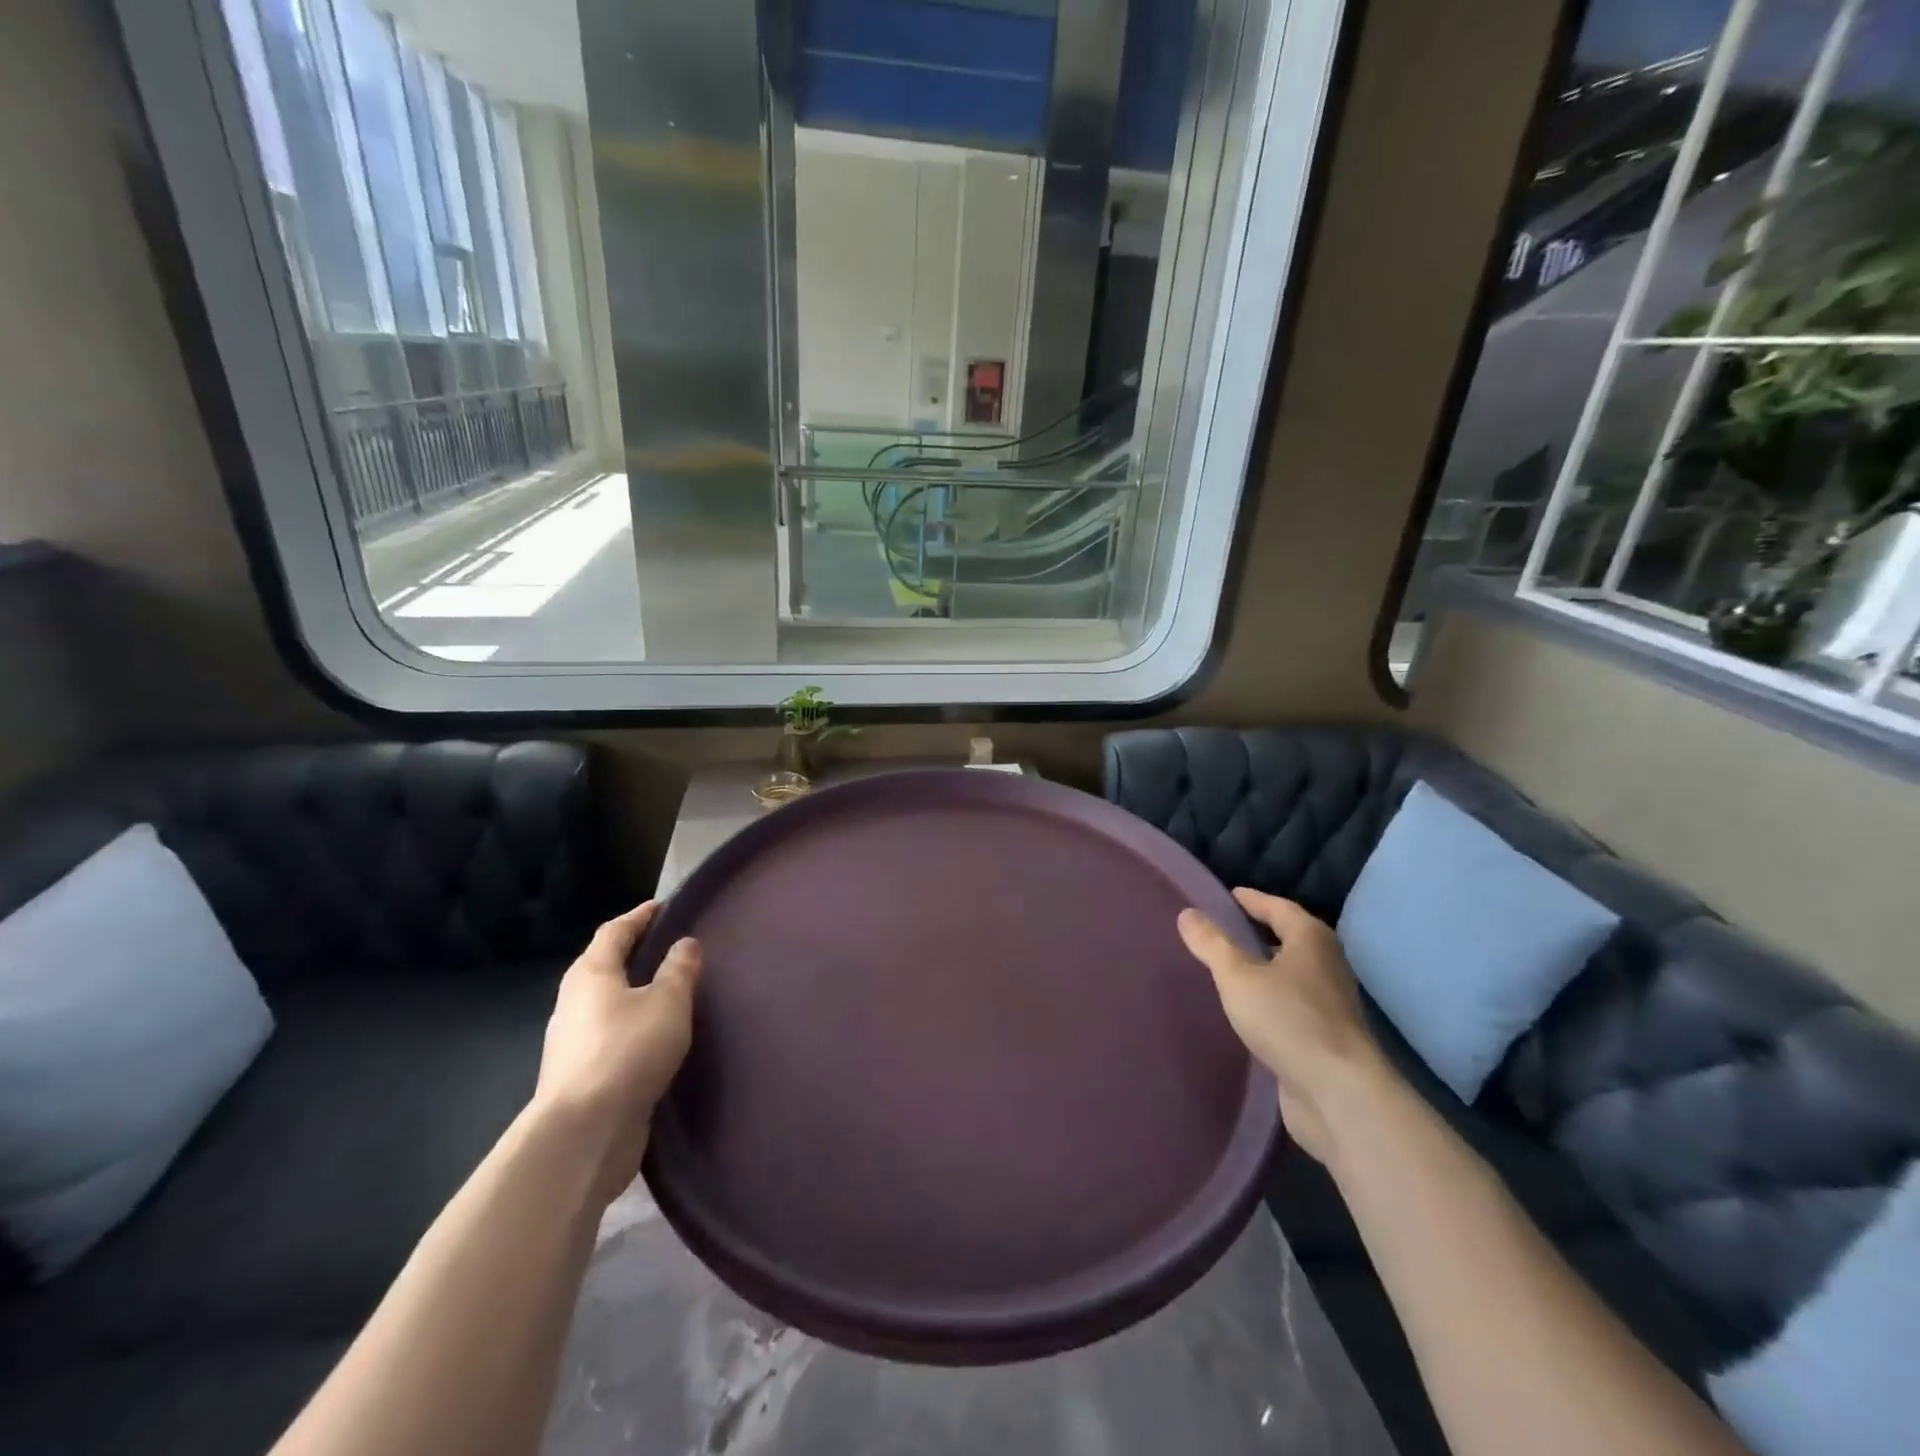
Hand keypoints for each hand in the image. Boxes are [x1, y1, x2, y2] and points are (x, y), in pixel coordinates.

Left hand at [532, 902, 701, 1201]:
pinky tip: (654, 1036)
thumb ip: (679, 970)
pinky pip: (610, 1034)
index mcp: (591, 973)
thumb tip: (685, 943)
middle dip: (634, 953)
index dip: (640, 916)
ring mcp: (573, 1040)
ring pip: (606, 1002)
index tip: (663, 907)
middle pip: (605, 965)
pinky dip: (631, 1024)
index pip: (615, 931)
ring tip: (668, 991)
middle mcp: (574, 1001)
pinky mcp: (580, 1074)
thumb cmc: (627, 1051)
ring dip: (633, 992)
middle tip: (670, 947)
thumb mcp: (667, 1003)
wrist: (583, 1133)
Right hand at [1178, 889, 1390, 1165]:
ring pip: (1292, 973)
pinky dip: (1271, 998)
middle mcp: (1327, 964)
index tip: (1228, 895)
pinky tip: (1248, 1010)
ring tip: (1230, 968)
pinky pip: (1292, 1004)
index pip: (1278, 907)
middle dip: (1260, 932)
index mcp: (1311, 939)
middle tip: (1224, 929)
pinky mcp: (1327, 1037)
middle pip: (1290, 938)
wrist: (1338, 1093)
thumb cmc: (1287, 1019)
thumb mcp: (1237, 976)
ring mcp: (1331, 1003)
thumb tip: (1187, 913)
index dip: (1252, 900)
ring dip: (1265, 968)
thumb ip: (1211, 944)